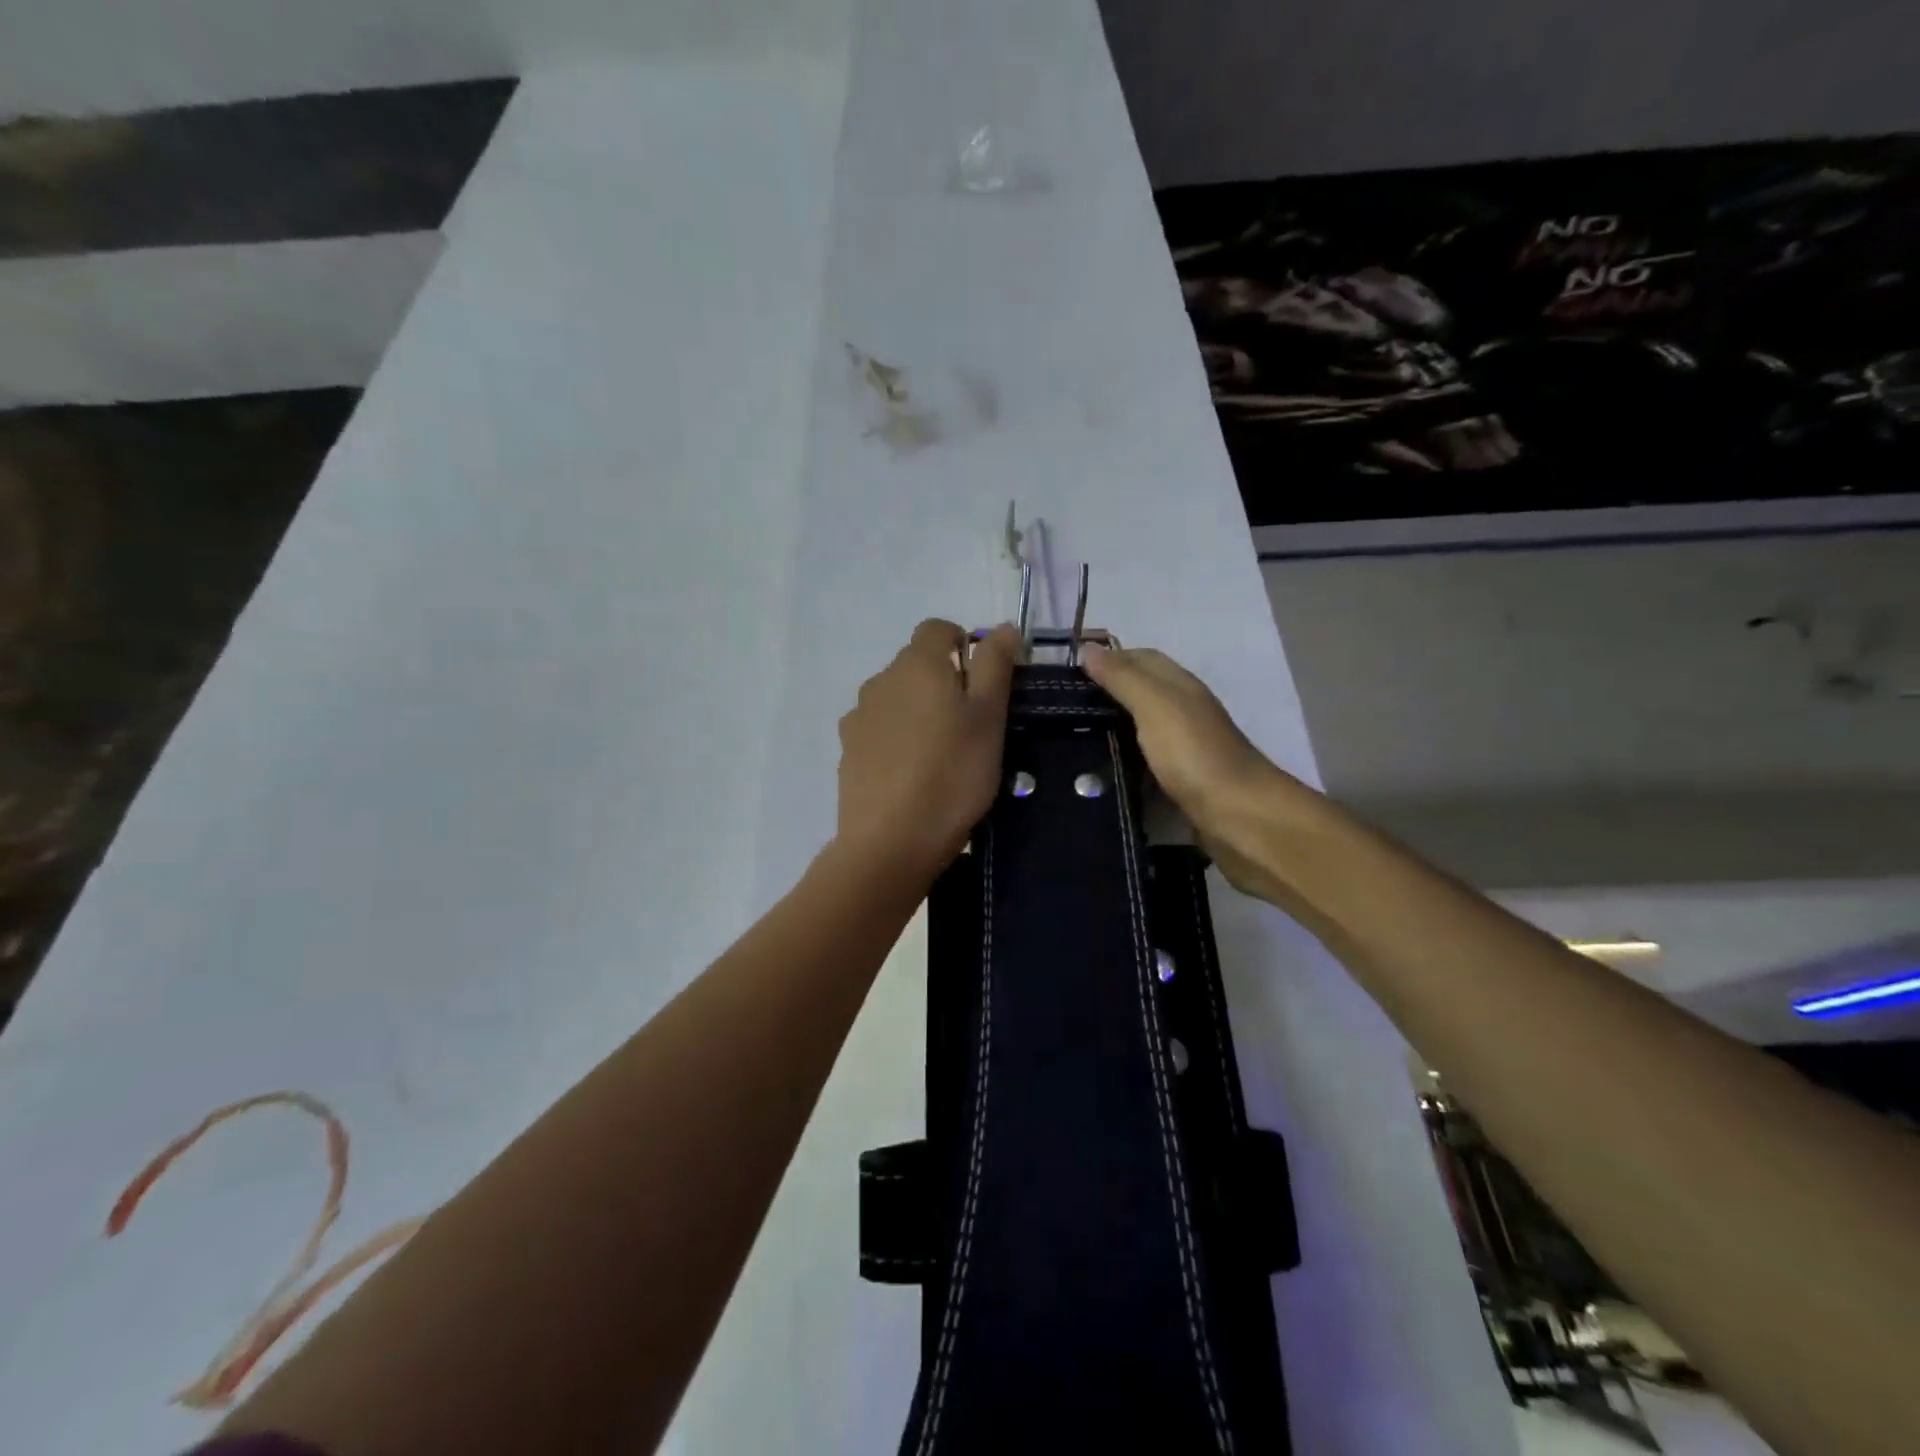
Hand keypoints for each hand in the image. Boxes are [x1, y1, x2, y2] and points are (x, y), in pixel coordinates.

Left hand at [835, 620, 1020, 879]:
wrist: (891, 841)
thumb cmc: (953, 775)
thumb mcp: (989, 718)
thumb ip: (995, 666)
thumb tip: (1002, 627)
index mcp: (917, 664)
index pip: (937, 629)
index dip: (963, 644)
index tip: (983, 681)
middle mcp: (881, 680)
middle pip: (915, 664)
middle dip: (943, 682)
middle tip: (971, 725)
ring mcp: (858, 717)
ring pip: (896, 698)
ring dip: (918, 711)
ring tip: (941, 755)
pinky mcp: (847, 751)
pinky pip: (879, 730)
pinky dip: (896, 740)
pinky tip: (911, 775)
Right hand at [1082, 644, 1297, 900]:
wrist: (1238, 817)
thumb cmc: (1194, 754)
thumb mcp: (1155, 705)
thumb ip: (1122, 678)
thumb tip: (1087, 648)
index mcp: (1181, 687)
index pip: (1142, 659)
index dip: (1109, 659)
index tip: (1068, 673)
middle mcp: (1185, 713)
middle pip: (1141, 694)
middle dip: (1105, 696)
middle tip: (1061, 710)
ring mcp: (1185, 750)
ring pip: (1142, 731)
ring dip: (1112, 732)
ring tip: (1069, 742)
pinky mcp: (1181, 784)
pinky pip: (1145, 765)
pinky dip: (1123, 764)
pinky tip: (1098, 775)